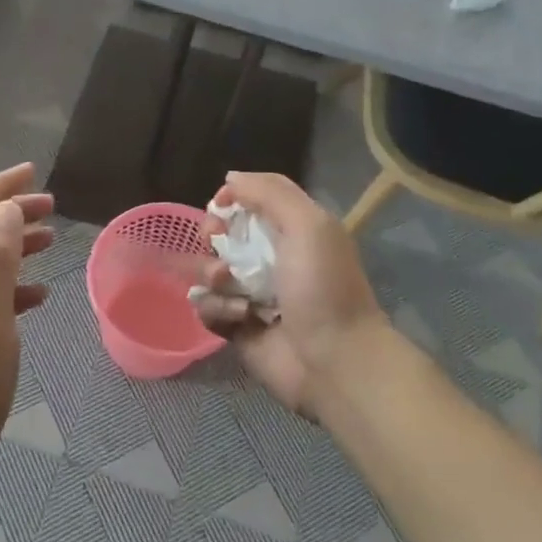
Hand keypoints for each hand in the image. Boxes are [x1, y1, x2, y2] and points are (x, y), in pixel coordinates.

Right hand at [193, 172, 387, 418]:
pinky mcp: (238, 327)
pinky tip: (238, 316)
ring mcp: (253, 294)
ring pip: (210, 270)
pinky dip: (216, 308)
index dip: (233, 196)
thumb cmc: (322, 287)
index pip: (255, 199)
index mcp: (294, 230)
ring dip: (213, 275)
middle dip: (213, 234)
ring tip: (231, 288)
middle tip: (215, 243)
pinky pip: (208, 307)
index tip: (218, 204)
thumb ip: (269, 194)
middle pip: (225, 233)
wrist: (334, 362)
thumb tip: (230, 179)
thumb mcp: (308, 225)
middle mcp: (272, 258)